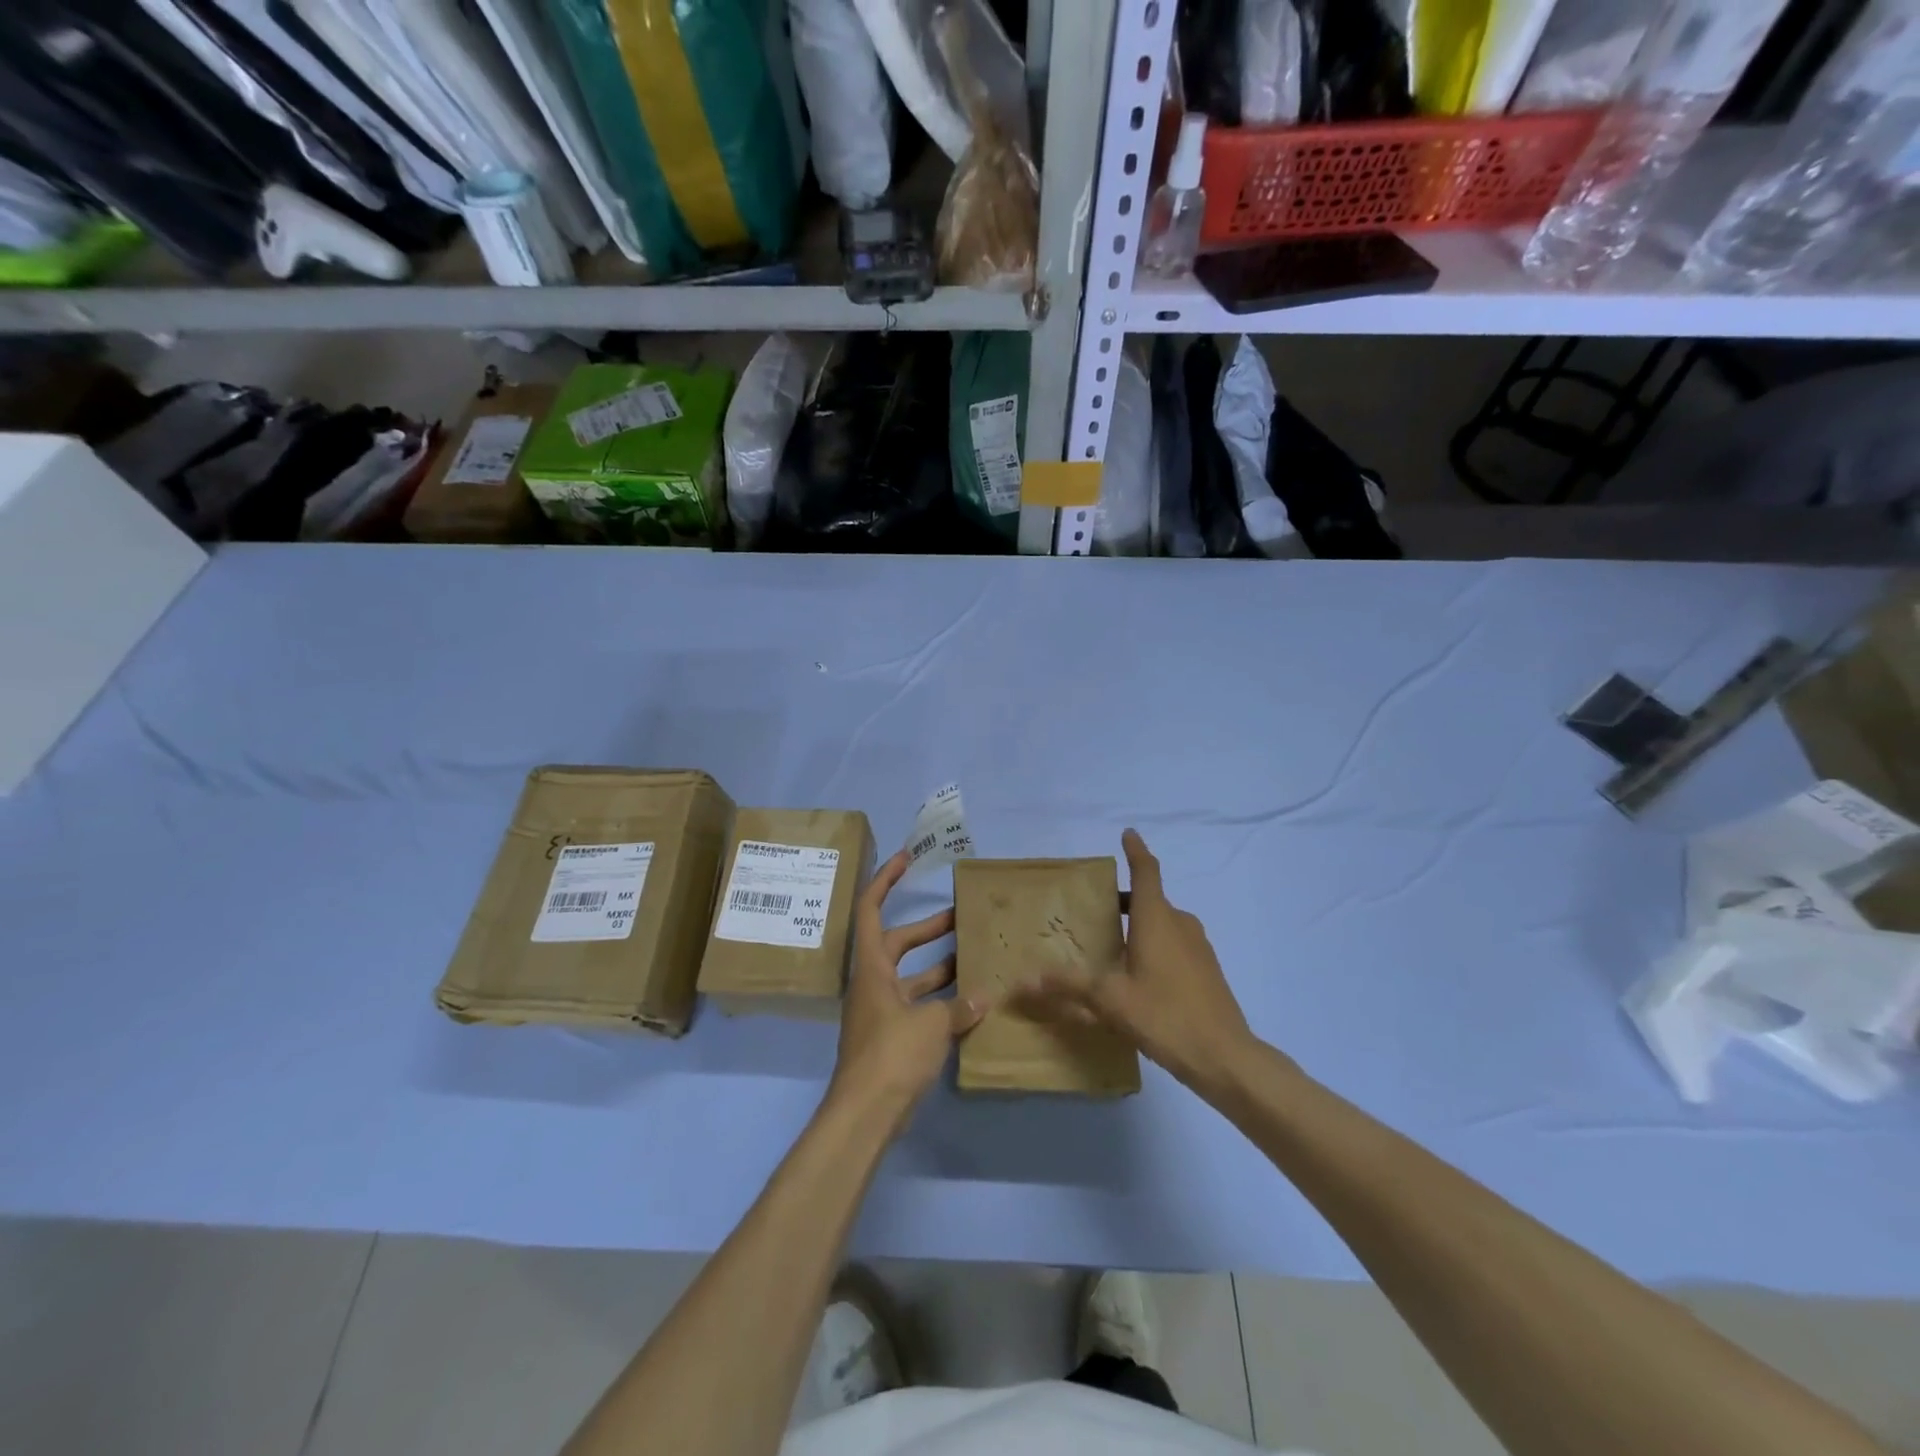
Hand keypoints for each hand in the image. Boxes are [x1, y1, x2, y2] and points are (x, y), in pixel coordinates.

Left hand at [827, 849, 984, 1126]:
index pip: (871, 908)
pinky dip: (940, 999)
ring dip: (939, 964)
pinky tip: (971, 1001)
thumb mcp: (931, 1024)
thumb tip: (982, 997)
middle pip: (897, 941)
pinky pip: (917, 1004)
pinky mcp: (892, 1036)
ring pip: (911, 975)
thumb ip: (958, 1007)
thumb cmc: (892, 1055)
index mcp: (872, 967)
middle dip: (928, 927)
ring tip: (973, 953)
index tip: (906, 858)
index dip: (885, 879)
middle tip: (960, 914)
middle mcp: (873, 982)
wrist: (865, 1114)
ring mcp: (881, 1010)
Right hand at [1013, 829, 1252, 1091]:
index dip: (1136, 852)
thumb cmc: (1164, 1015)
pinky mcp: (1207, 970)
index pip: (1146, 872)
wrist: (1225, 1057)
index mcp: (1157, 919)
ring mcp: (1198, 947)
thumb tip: (1022, 981)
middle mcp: (1180, 924)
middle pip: (1151, 899)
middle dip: (1125, 899)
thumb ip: (1067, 986)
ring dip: (1140, 924)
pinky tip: (1139, 974)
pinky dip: (1155, 945)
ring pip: (1164, 923)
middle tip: (1096, 907)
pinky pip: (1175, 944)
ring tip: (1113, 943)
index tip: (1128, 834)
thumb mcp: (1109, 1000)